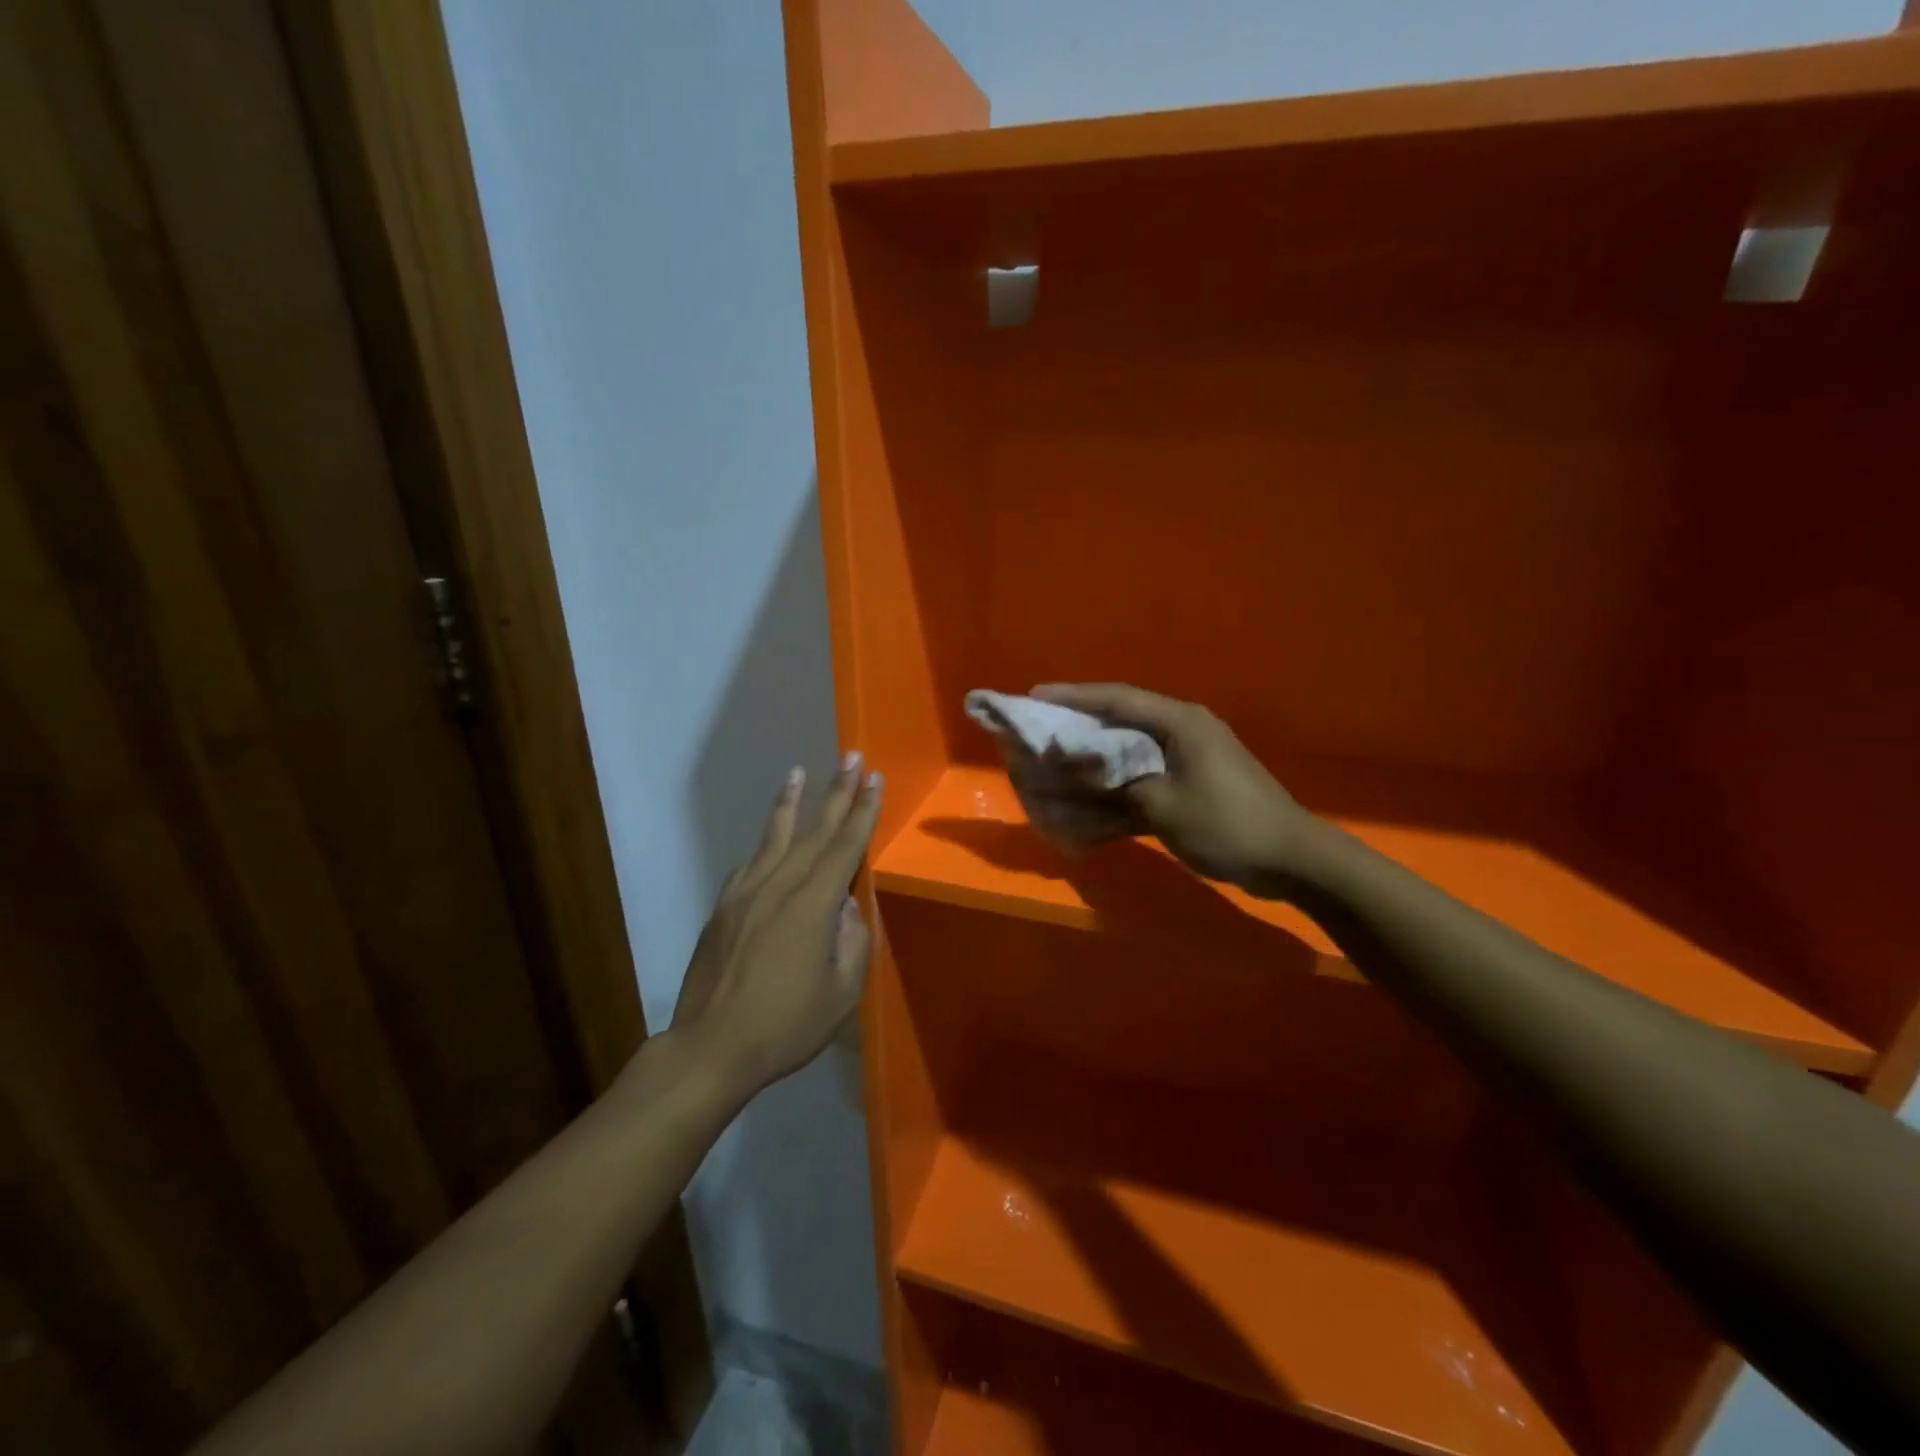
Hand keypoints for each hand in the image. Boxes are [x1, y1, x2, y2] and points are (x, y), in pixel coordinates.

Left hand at [670, 754, 882, 1099]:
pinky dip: (765, 845)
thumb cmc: (785, 1025)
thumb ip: (852, 941)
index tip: (874, 779)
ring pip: (775, 837)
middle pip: (814, 831)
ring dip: (791, 802)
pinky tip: (770, 839)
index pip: (845, 847)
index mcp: (812, 905)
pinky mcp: (724, 907)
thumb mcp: (840, 993)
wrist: (711, 1047)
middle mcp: (779, 886)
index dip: (863, 811)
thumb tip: (846, 907)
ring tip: (798, 772)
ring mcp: (746, 893)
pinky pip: (750, 864)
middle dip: (836, 793)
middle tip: (851, 758)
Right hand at [1025, 684, 1313, 892]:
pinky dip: (1117, 787)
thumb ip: (1114, 782)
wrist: (1290, 859)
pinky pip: (1143, 777)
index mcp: (1179, 722)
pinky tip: (1090, 800)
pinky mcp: (1191, 784)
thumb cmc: (1226, 823)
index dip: (1073, 697)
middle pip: (1121, 720)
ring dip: (1095, 758)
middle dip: (1079, 725)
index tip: (1034, 696)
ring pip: (1130, 750)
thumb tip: (1073, 769)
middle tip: (1040, 728)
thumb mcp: (1162, 804)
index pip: (1116, 699)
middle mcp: (1182, 731)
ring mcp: (1189, 758)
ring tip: (1055, 760)